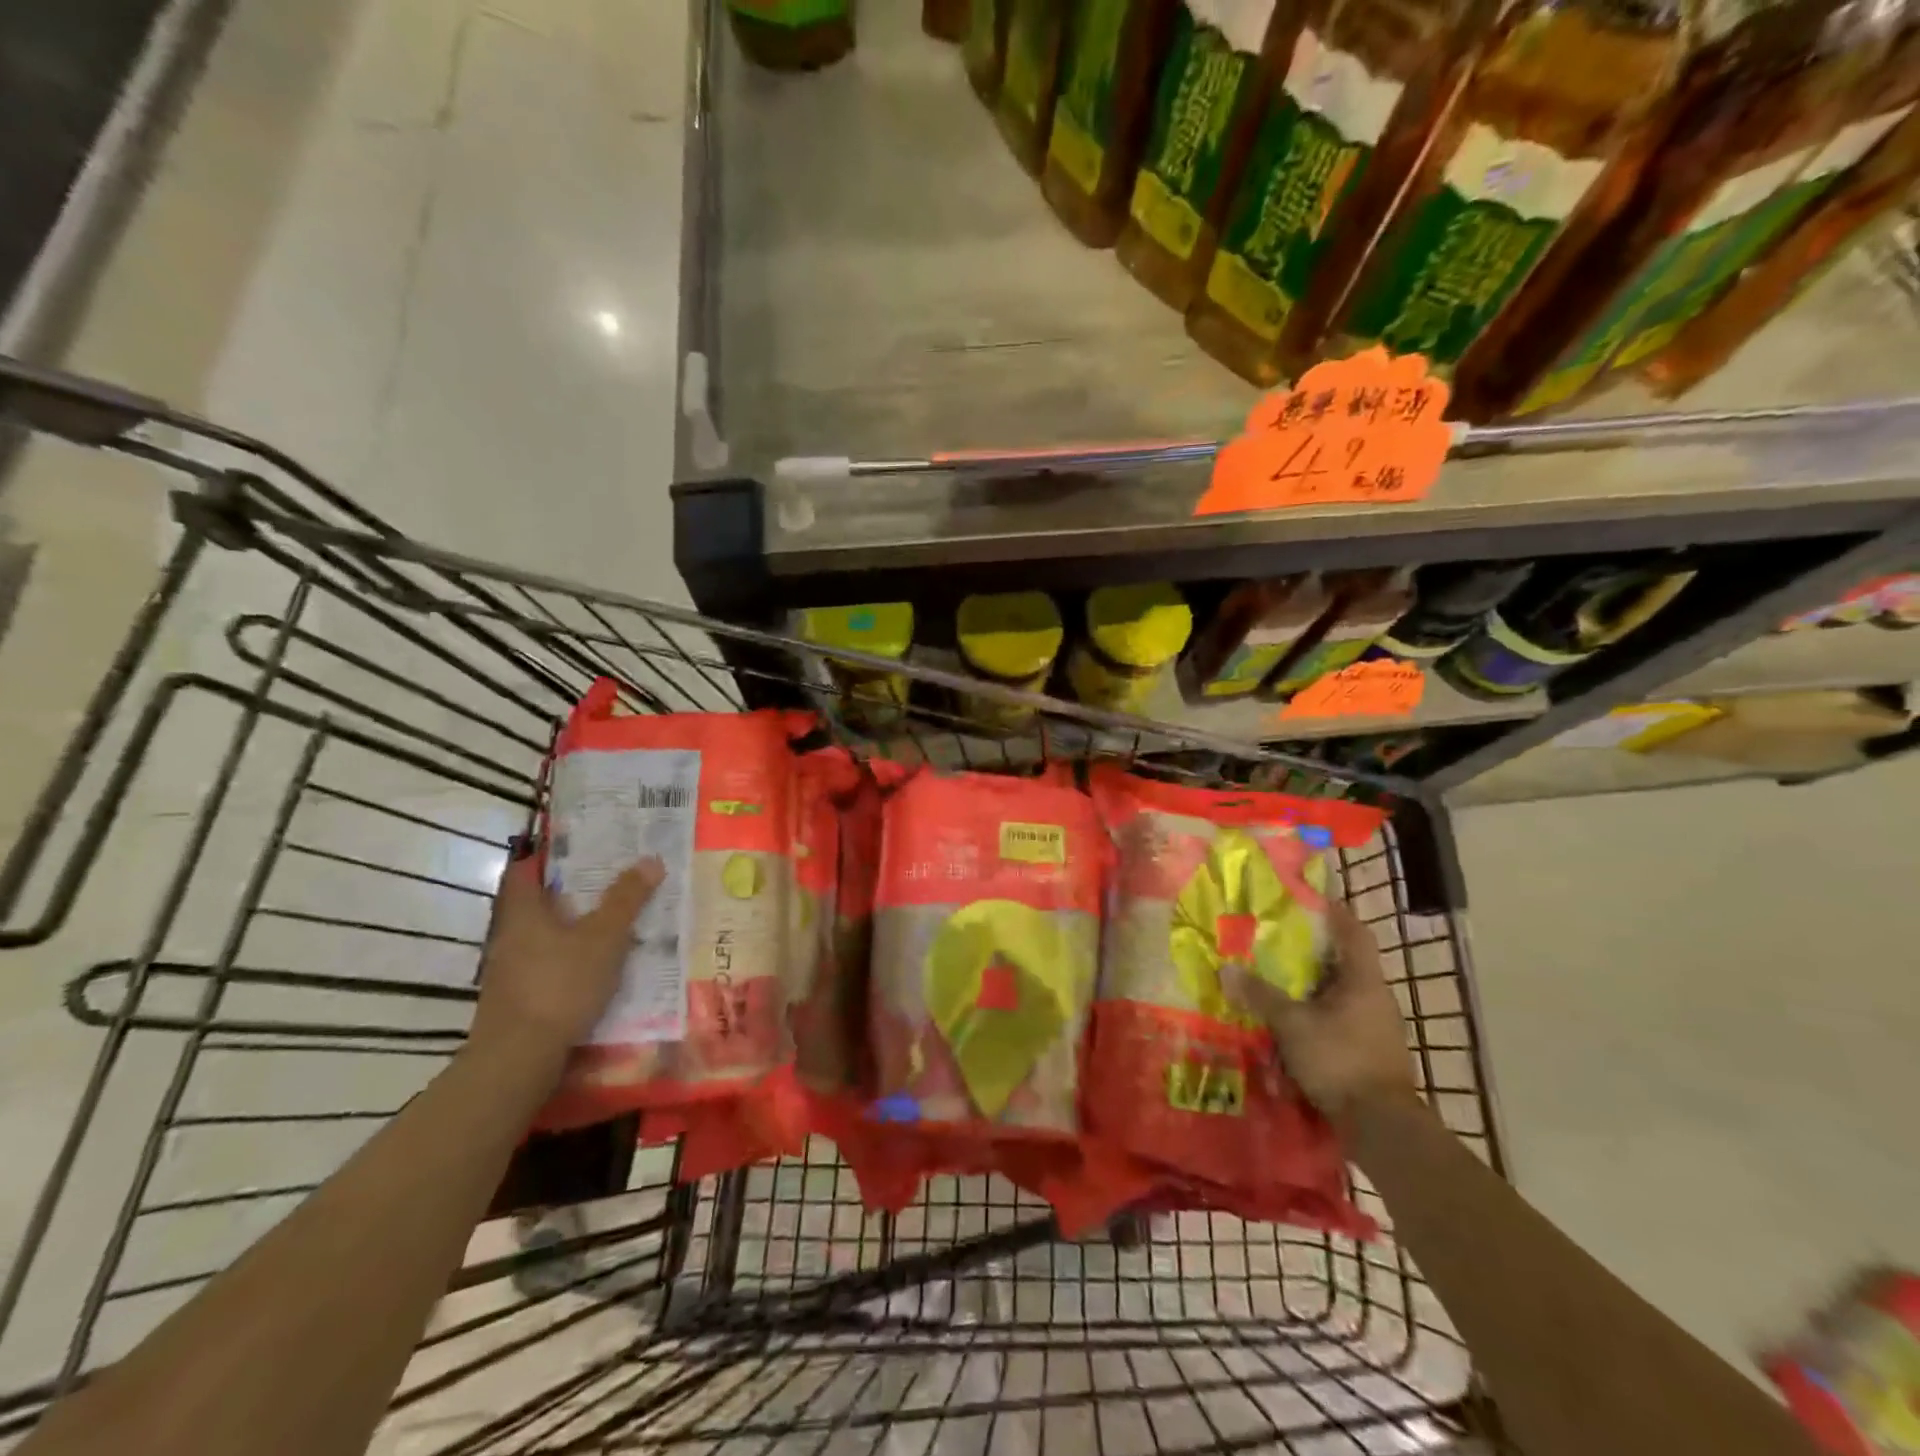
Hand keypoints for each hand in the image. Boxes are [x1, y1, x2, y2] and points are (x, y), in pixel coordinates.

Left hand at [470, 852, 663, 1061]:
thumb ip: (627, 899)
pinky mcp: (515, 1000)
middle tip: (608, 881)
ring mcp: (508, 971)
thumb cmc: (560, 984)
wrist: (519, 1058)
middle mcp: (508, 936)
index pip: (525, 870)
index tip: (579, 847)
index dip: (548, 855)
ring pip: (541, 937)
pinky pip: (545, 966)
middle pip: (536, 904)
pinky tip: (595, 968)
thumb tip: (651, 859)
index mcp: (523, 912)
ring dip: (570, 929)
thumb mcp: (605, 937)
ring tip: (610, 923)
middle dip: (569, 893)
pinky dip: (568, 960)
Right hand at [1229, 898, 1418, 1121]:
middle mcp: (1375, 998)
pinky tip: (1289, 1020)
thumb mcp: (1292, 1024)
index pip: (1354, 933)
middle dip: (1311, 951)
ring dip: (1311, 986)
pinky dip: (1315, 1013)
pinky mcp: (1368, 1052)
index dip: (1334, 912)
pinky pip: (1338, 1019)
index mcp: (1364, 981)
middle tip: (1275, 939)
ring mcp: (1375, 1027)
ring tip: (1275, 978)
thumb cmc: (1340, 1060)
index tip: (1307, 899)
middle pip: (1344, 962)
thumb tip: (1226, 969)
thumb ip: (1261, 995)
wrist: (1381, 1127)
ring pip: (1339, 993)